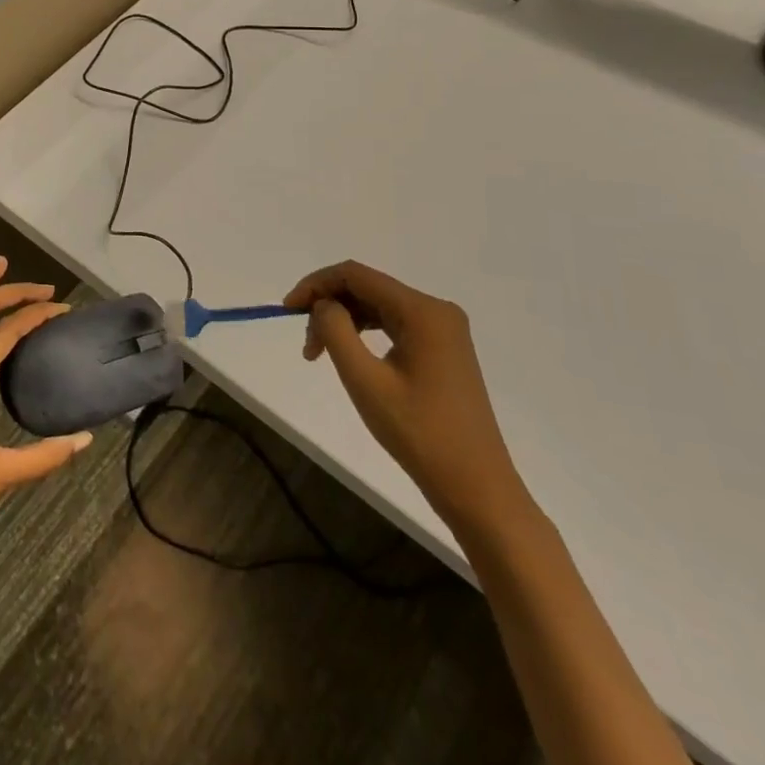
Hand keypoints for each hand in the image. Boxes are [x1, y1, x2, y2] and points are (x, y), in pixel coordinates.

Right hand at [285, 261, 533, 538]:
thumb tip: (322, 305)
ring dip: (344, 321)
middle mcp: (436, 310)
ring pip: (378, 307)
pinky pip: (394, 325)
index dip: (316, 284)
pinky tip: (349, 356)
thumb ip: (335, 330)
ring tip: (319, 354)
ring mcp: (443, 330)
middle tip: (306, 344)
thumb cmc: (419, 434)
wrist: (477, 489)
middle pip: (367, 288)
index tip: (287, 310)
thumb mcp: (365, 381)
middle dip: (329, 307)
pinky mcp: (443, 350)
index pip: (356, 275)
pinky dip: (365, 334)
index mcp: (423, 310)